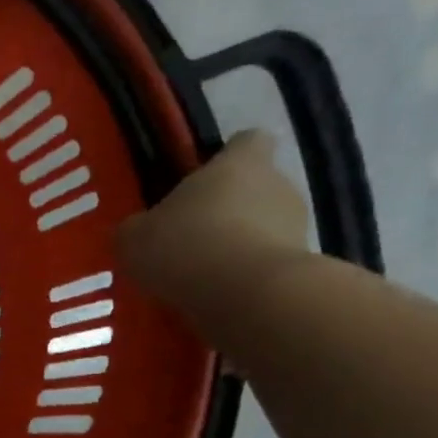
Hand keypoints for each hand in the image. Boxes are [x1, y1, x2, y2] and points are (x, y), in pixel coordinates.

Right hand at [117, 130, 312, 318]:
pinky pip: (267, 264)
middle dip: (229, 208)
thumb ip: (140, 226)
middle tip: (190, 235)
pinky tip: (218, 295)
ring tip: (202, 273)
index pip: (248, 142)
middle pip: (256, 187)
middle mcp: (278, 185)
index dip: (230, 156)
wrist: (246, 295)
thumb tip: (142, 230)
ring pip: (265, 227)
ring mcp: (298, 227)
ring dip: (238, 244)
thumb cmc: (185, 245)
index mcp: (239, 164)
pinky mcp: (303, 266)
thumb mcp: (134, 236)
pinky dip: (246, 276)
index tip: (206, 177)